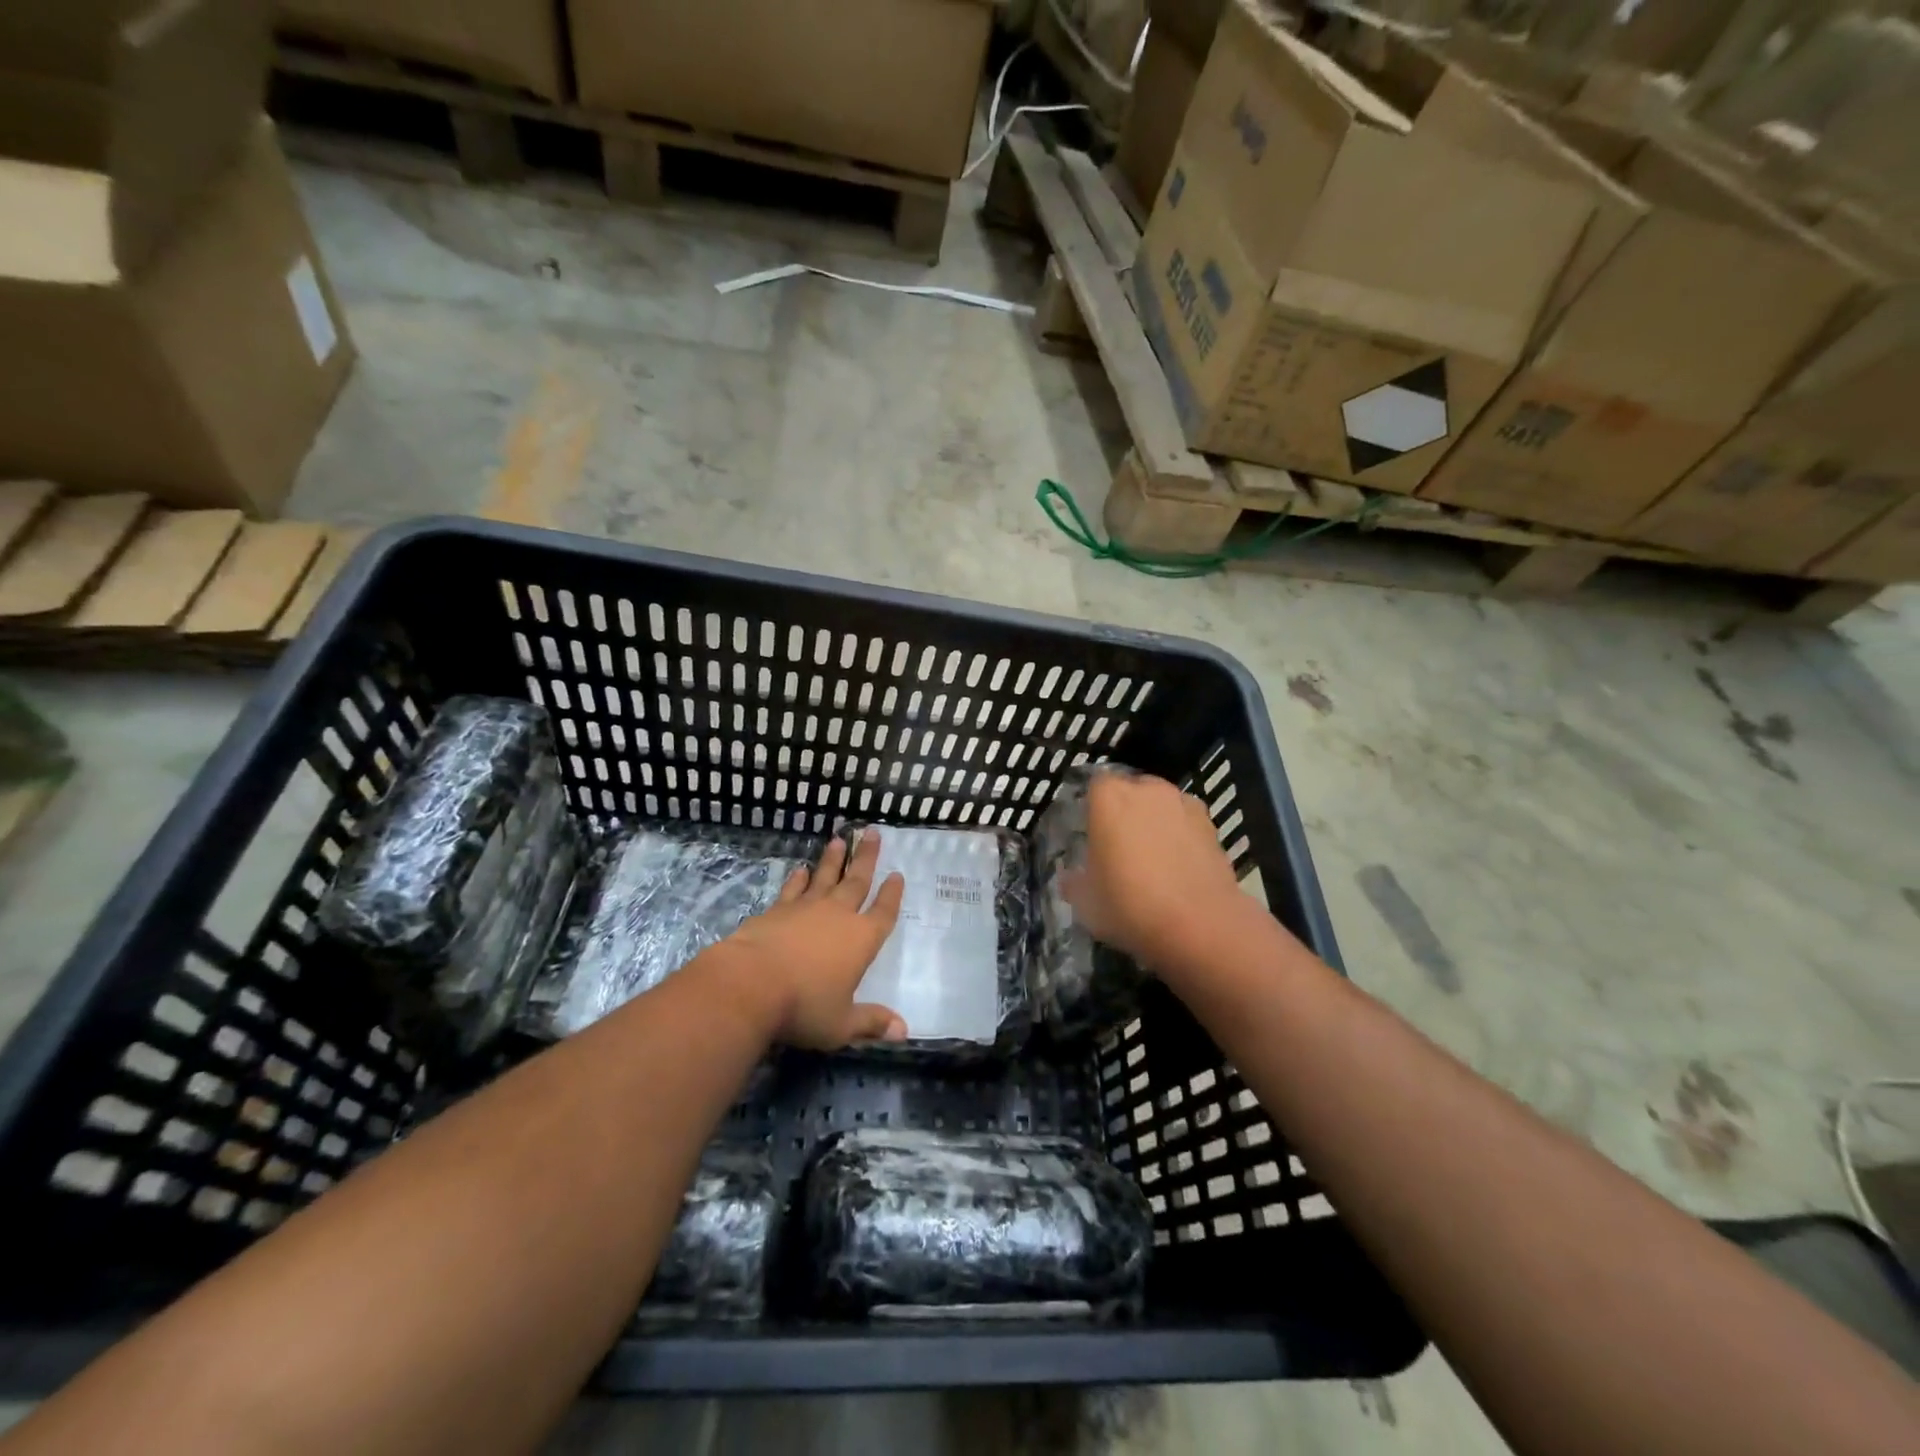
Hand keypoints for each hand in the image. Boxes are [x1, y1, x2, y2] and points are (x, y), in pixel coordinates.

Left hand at [717, 832, 907, 1049]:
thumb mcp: (841, 1024)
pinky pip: (792, 889)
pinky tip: (799, 869)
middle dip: (866, 858)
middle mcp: (838, 916)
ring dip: (833, 859)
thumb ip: (871, 1023)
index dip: (892, 894)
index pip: (883, 912)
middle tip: (872, 832)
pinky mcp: (776, 911)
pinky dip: (797, 879)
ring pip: (825, 877)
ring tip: (840, 839)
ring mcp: (805, 909)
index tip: (897, 875)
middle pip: (857, 881)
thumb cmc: (803, 1007)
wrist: (750, 984)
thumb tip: (904, 1030)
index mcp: (861, 940)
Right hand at [1065, 771, 1249, 972]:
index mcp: (1109, 797)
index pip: (1094, 786)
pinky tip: (1178, 869)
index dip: (1092, 808)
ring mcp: (1184, 805)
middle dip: (1126, 811)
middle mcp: (1148, 790)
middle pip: (1132, 791)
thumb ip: (1074, 881)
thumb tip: (1072, 878)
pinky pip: (1187, 825)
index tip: (1090, 834)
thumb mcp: (1084, 902)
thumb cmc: (1129, 905)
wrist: (1199, 927)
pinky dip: (1182, 838)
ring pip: (1162, 806)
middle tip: (1119, 846)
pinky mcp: (1213, 827)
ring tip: (1153, 858)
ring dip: (1156, 823)